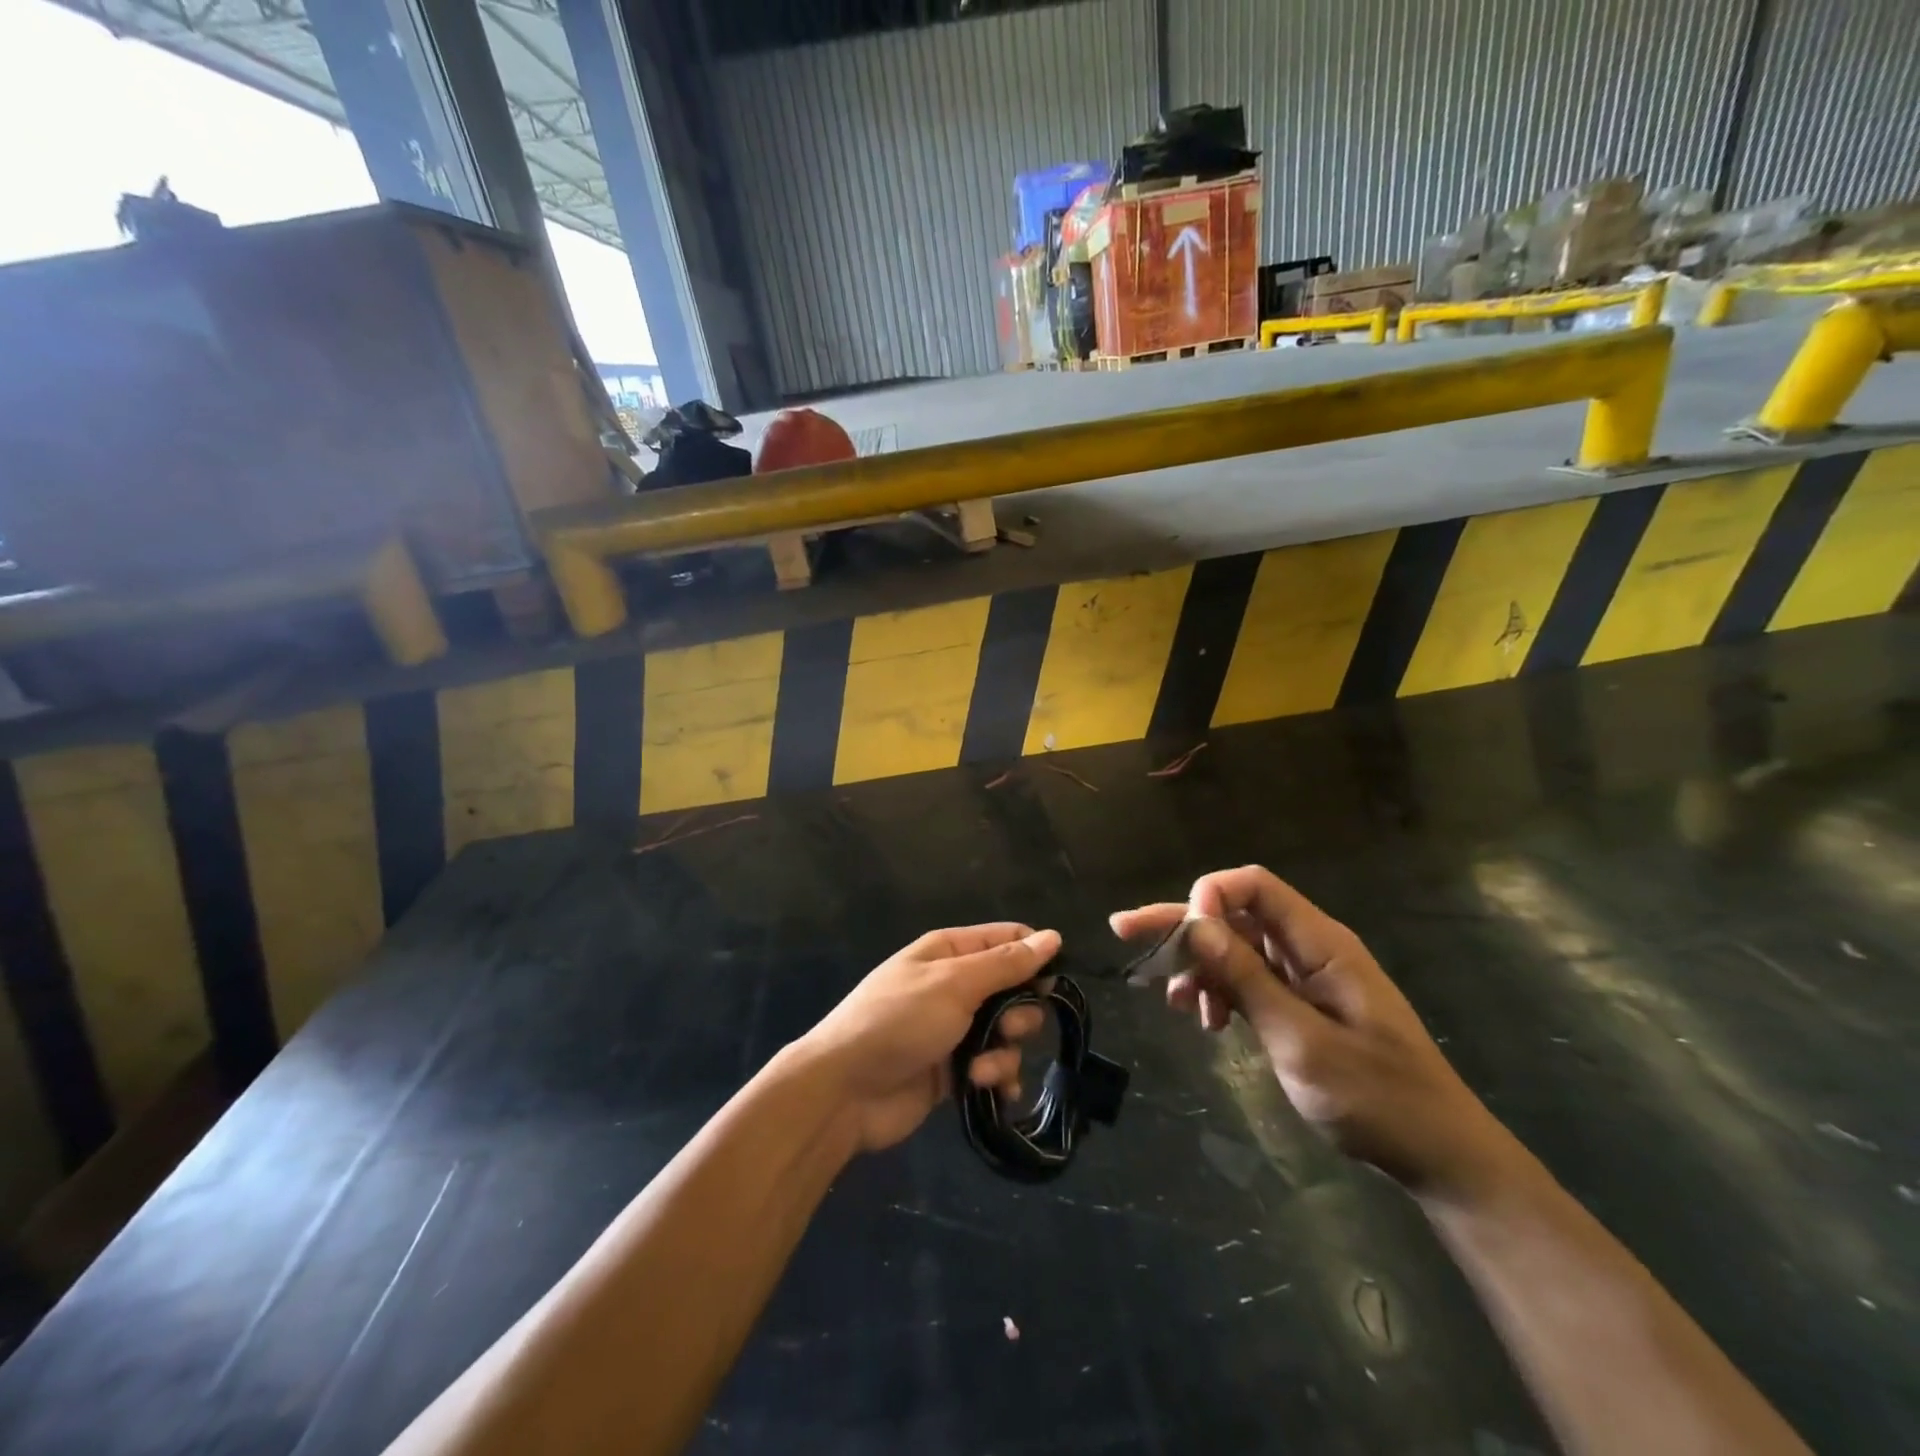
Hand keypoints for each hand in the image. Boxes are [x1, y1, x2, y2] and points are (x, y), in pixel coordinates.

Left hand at [794, 924, 1058, 1153]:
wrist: (846, 1090)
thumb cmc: (899, 1021)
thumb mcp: (954, 984)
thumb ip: (1005, 964)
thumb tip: (1053, 937)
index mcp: (950, 952)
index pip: (1007, 940)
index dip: (1035, 956)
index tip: (1053, 981)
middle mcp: (954, 986)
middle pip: (1014, 990)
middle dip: (1020, 1013)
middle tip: (1005, 1028)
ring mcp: (954, 1030)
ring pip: (1008, 1034)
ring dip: (1004, 1053)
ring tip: (980, 1070)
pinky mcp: (954, 1071)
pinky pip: (993, 1068)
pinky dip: (997, 1080)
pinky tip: (990, 1091)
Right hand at [1112, 867, 1513, 1198]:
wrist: (1438, 1156)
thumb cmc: (1377, 1098)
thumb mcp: (1302, 1041)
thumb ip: (1247, 980)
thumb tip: (1195, 924)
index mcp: (1320, 943)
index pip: (1253, 887)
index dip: (1210, 897)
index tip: (1181, 936)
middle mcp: (1308, 949)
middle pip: (1234, 915)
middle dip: (1181, 924)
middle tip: (1125, 932)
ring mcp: (1304, 977)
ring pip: (1235, 948)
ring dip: (1198, 966)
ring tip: (1172, 1002)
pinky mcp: (1300, 1004)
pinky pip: (1247, 979)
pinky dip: (1218, 991)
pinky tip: (1203, 1019)